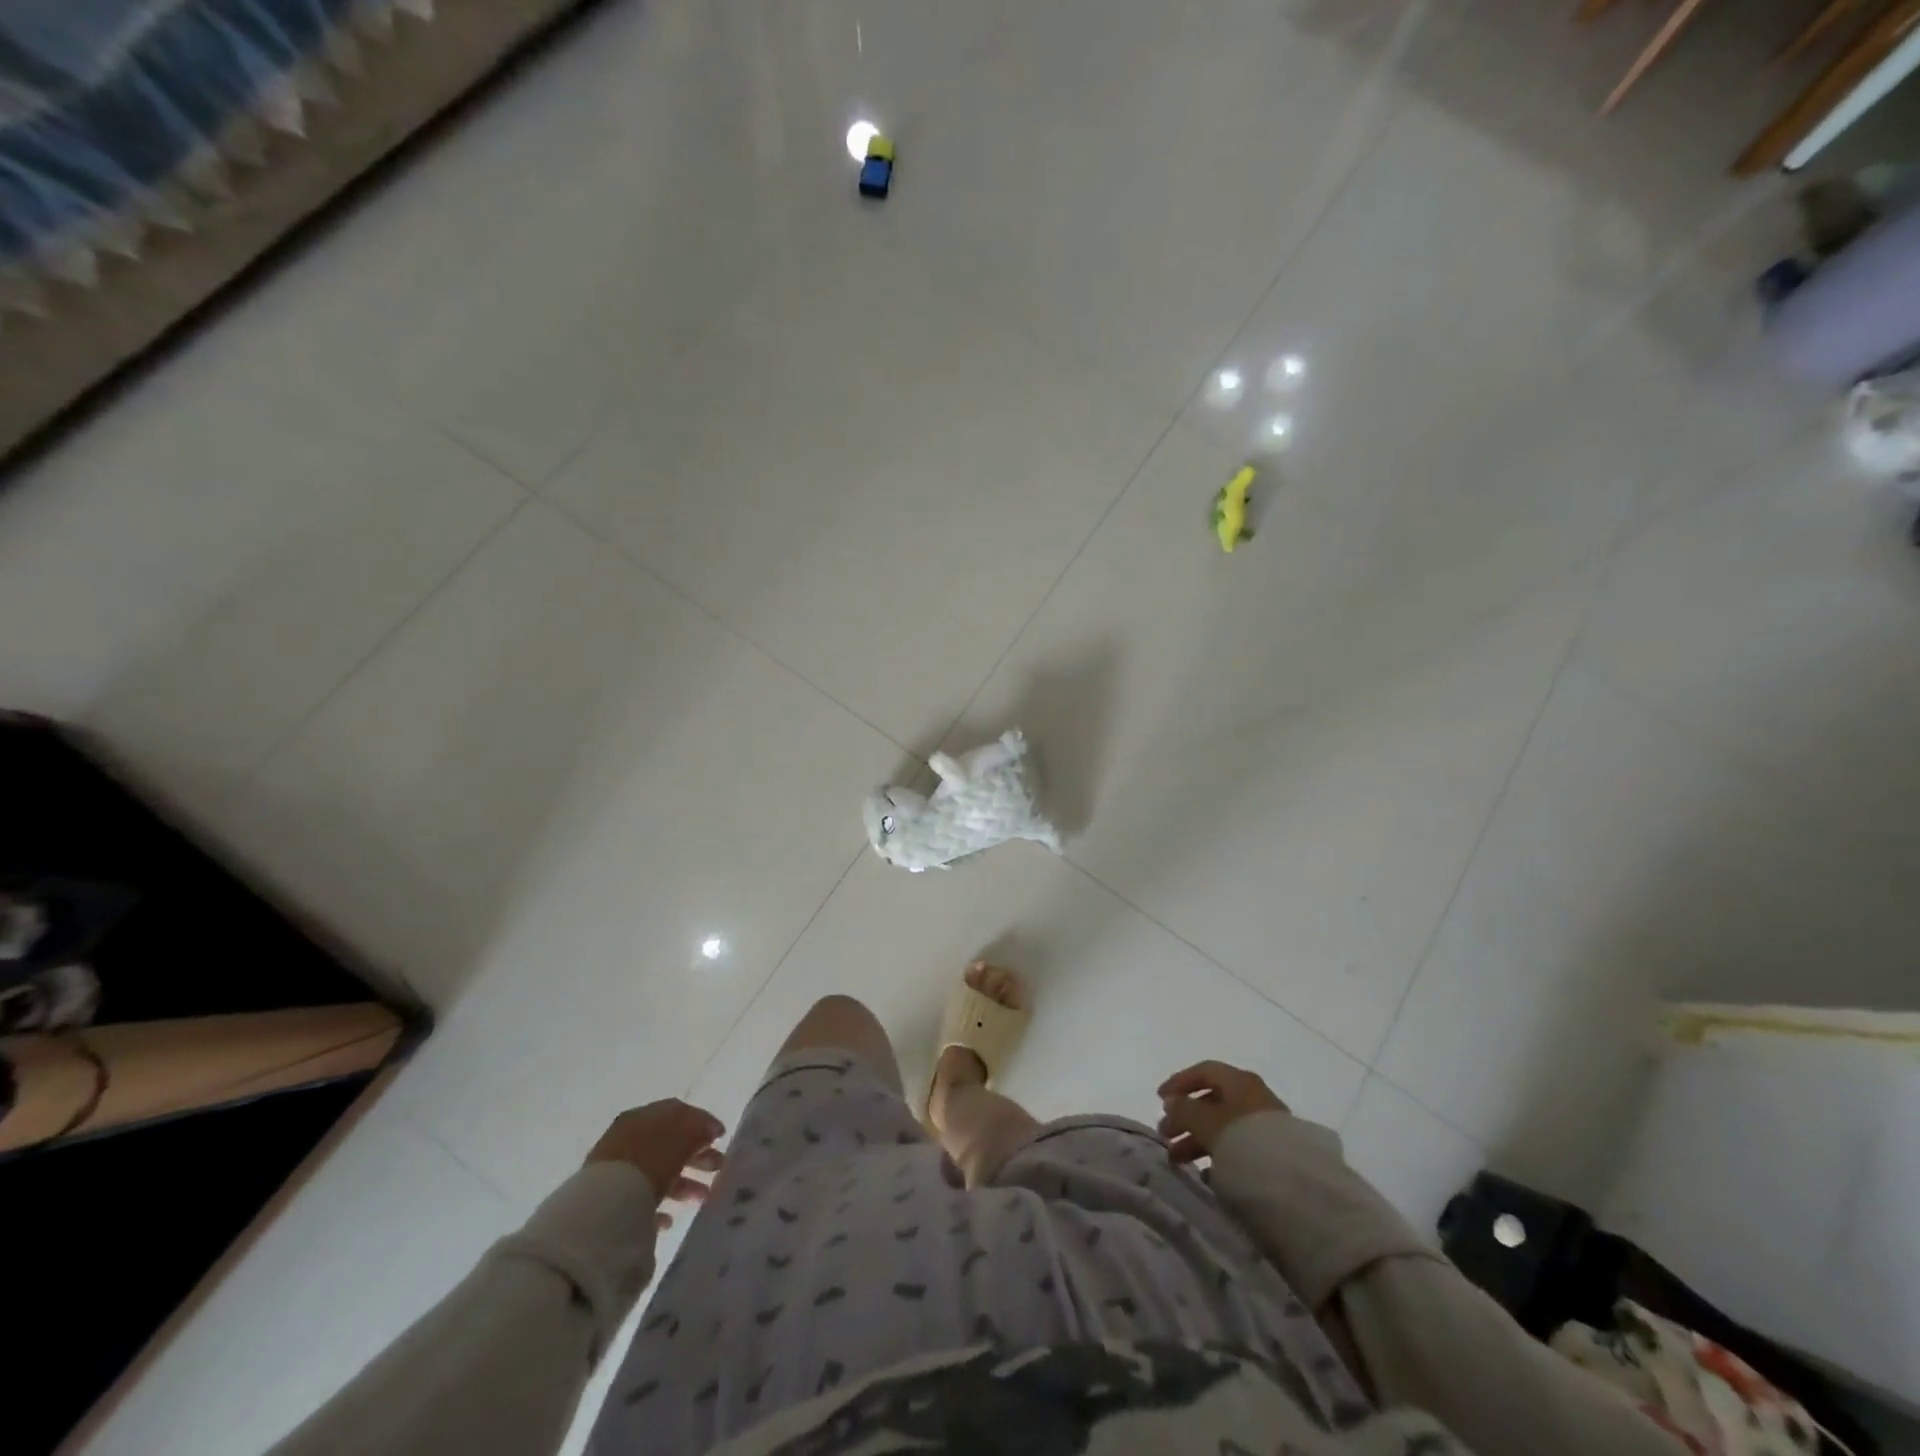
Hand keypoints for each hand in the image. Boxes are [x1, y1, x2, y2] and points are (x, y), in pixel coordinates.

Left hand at [587, 1099, 725, 1229]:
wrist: (605, 1206)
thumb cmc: (650, 1160)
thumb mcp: (682, 1137)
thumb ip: (700, 1129)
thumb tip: (712, 1129)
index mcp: (643, 1116)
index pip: (678, 1113)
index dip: (702, 1123)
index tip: (720, 1137)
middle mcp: (628, 1138)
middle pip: (669, 1143)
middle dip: (696, 1156)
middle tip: (718, 1168)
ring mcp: (617, 1170)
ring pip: (658, 1172)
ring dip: (683, 1183)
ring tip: (701, 1199)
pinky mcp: (610, 1201)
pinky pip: (641, 1198)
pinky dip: (659, 1206)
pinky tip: (670, 1219)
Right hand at [1157, 1061, 1287, 1164]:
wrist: (1297, 1186)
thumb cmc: (1245, 1141)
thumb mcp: (1207, 1122)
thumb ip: (1185, 1109)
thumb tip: (1171, 1100)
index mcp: (1240, 1082)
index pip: (1204, 1071)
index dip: (1179, 1082)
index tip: (1159, 1099)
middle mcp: (1254, 1098)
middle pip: (1212, 1101)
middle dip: (1185, 1117)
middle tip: (1164, 1135)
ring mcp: (1265, 1127)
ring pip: (1222, 1127)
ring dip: (1196, 1139)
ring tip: (1177, 1160)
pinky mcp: (1273, 1155)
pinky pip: (1237, 1148)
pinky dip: (1217, 1155)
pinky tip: (1205, 1173)